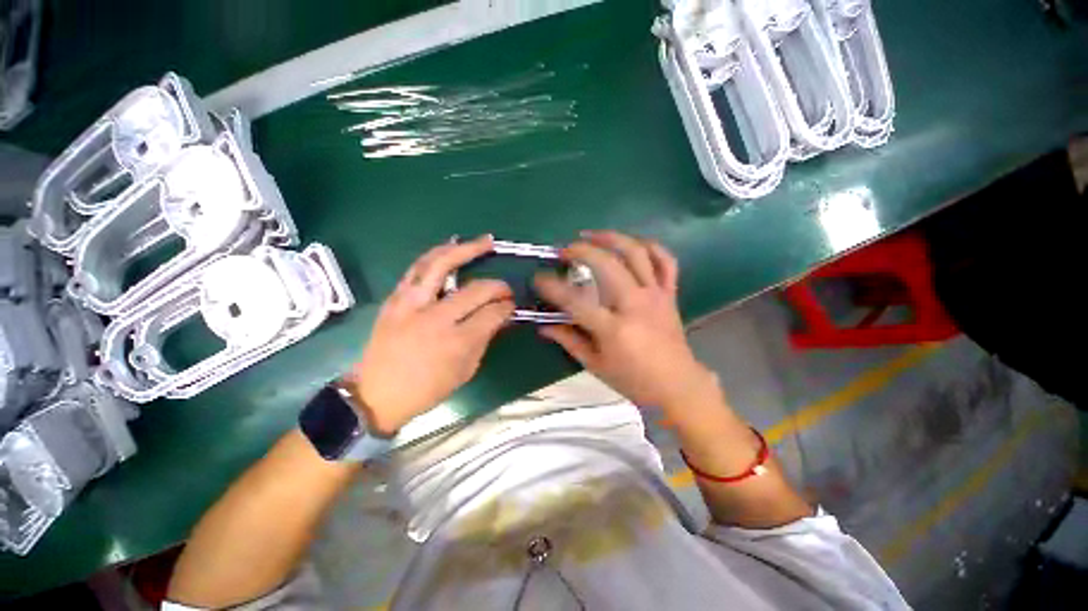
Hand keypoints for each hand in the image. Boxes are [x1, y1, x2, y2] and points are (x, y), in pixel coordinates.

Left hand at [349, 235, 514, 434]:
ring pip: (441, 265)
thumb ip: (485, 339)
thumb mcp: (465, 370)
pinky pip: (418, 268)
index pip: (492, 314)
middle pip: (475, 290)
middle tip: (506, 288)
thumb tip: (501, 316)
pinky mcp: (395, 298)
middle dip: (497, 286)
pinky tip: (451, 244)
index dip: (506, 307)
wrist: (376, 394)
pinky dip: (437, 253)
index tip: (512, 305)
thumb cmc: (427, 389)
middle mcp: (435, 318)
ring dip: (466, 250)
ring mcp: (411, 304)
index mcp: (456, 342)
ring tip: (485, 241)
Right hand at [534, 231, 714, 409]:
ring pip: (636, 254)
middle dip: (581, 251)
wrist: (677, 385)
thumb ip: (569, 341)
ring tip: (592, 235)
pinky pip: (665, 262)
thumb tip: (544, 326)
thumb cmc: (633, 379)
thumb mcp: (595, 364)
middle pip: (607, 265)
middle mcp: (635, 305)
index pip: (576, 301)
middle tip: (564, 250)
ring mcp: (655, 296)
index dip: (552, 287)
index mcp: (614, 329)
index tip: (538, 278)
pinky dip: (651, 247)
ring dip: (612, 238)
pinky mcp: (670, 294)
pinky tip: (632, 244)